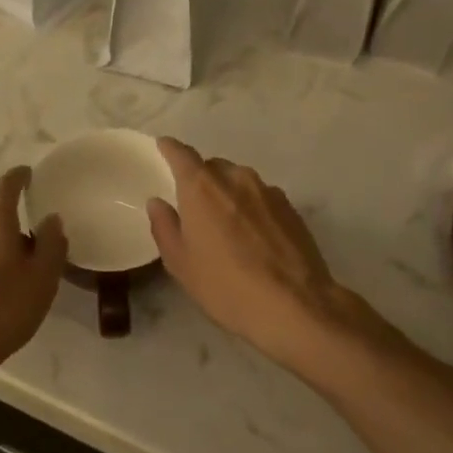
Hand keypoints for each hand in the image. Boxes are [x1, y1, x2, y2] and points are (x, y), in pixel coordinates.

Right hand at [148, 138, 365, 369]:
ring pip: (240, 181)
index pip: (182, 154)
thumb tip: (158, 203)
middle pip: (213, 167)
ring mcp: (268, 191)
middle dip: (201, 179)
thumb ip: (165, 227)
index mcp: (202, 187)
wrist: (294, 305)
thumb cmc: (226, 286)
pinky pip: (262, 198)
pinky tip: (253, 237)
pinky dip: (251, 207)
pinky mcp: (291, 208)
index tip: (163, 147)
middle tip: (194, 206)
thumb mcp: (181, 264)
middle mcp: (236, 179)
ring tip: (226, 225)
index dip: (170, 149)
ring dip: (228, 193)